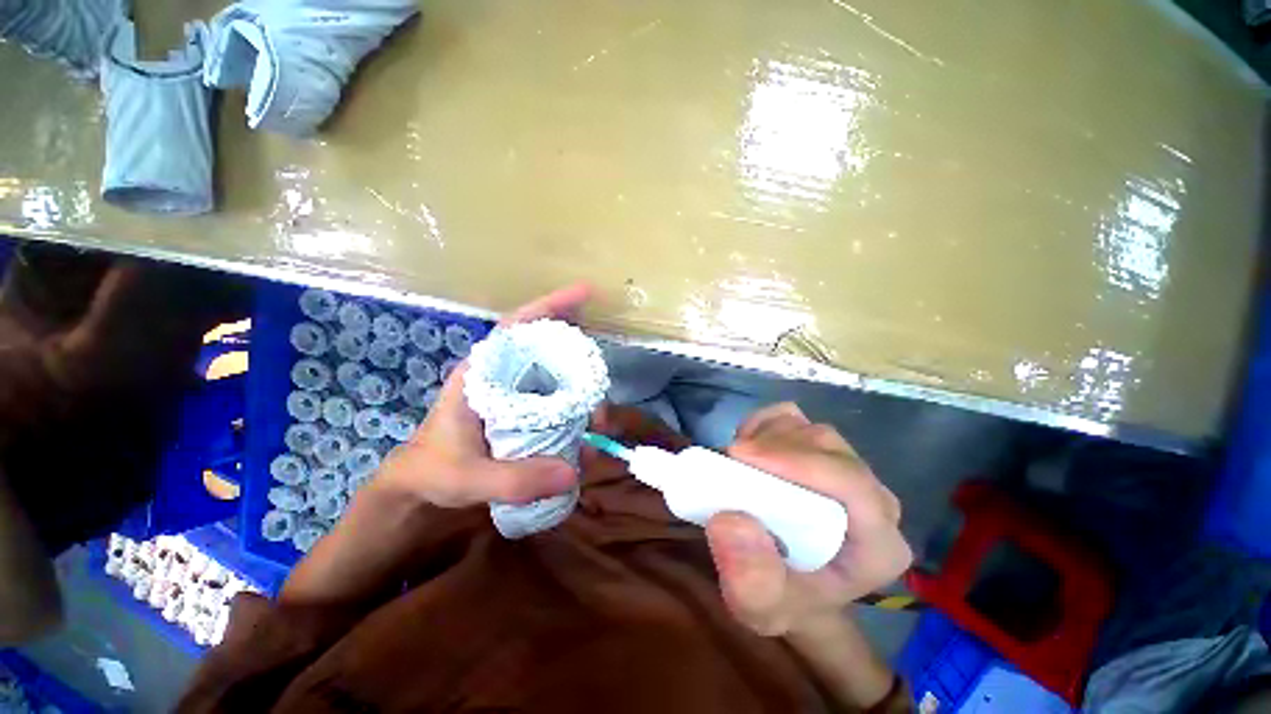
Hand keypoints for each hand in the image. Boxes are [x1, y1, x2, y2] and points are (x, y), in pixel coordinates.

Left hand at [376, 284, 592, 507]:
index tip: (585, 293)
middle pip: (547, 347)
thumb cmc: (433, 472)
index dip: (551, 306)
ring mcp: (516, 392)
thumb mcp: (467, 477)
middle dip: (578, 355)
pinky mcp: (524, 410)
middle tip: (600, 381)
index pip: (518, 326)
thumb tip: (573, 471)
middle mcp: (503, 374)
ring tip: (597, 419)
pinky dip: (575, 411)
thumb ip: (514, 479)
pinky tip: (586, 434)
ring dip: (580, 389)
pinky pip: (556, 399)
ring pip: (556, 373)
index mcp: (482, 373)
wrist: (420, 489)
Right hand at [705, 403, 911, 636]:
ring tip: (736, 459)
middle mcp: (874, 500)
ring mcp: (848, 468)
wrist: (789, 584)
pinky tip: (748, 445)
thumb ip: (751, 578)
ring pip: (808, 428)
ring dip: (765, 435)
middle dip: (772, 447)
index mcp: (878, 544)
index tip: (740, 455)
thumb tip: (730, 519)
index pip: (852, 485)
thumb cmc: (783, 599)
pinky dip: (765, 423)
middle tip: (729, 460)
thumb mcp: (761, 607)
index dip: (796, 460)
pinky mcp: (821, 450)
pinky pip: (794, 418)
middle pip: (826, 447)